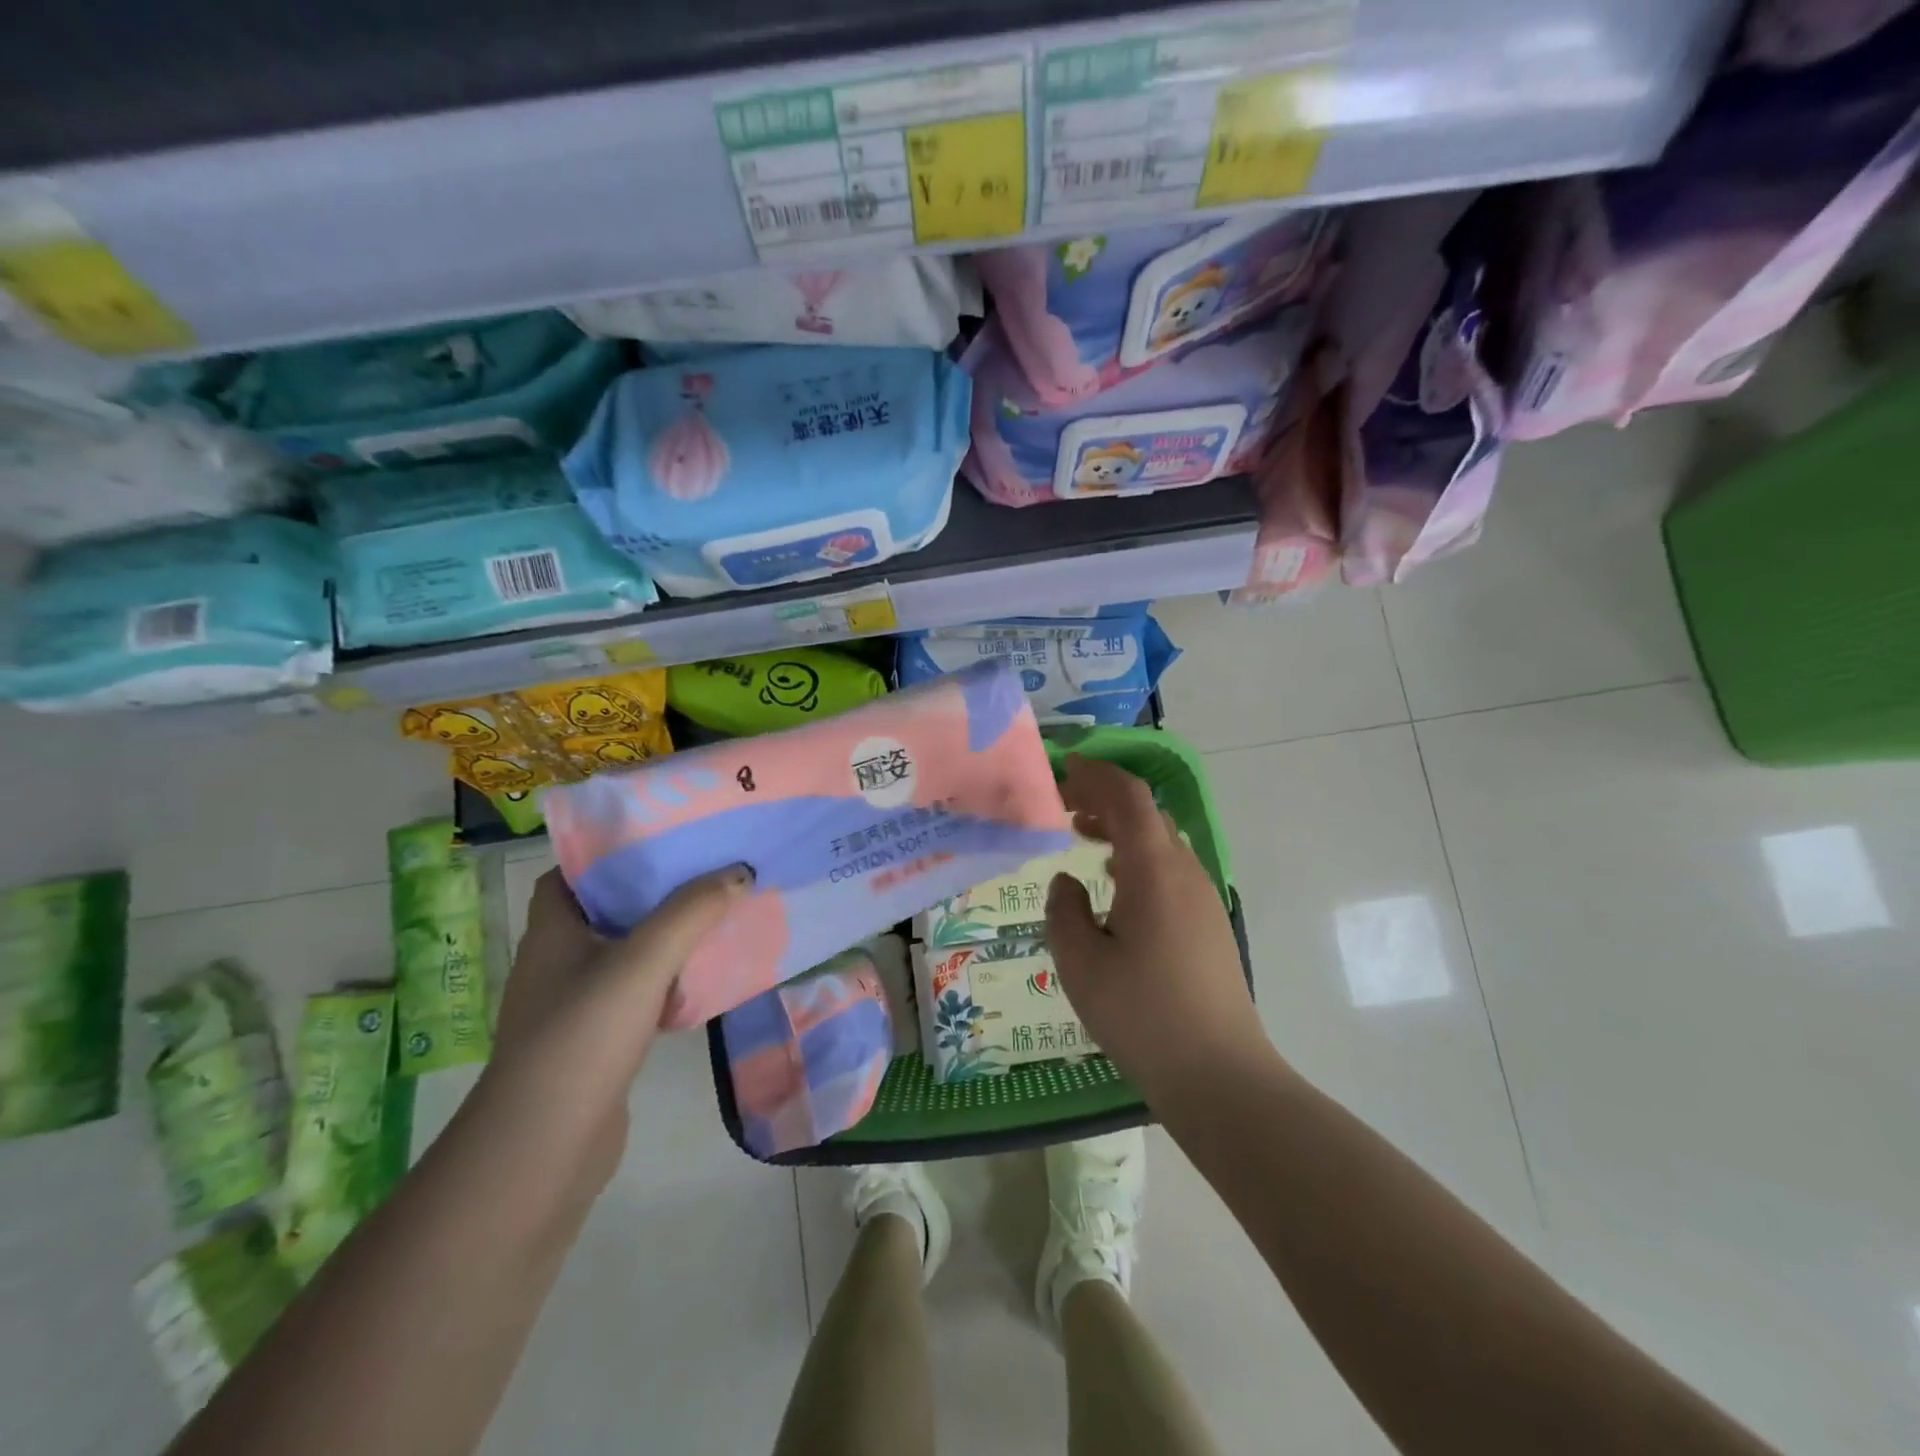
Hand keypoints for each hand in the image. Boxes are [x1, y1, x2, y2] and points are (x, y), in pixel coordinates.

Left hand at [482, 865, 751, 1185]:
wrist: (543, 1149)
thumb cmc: (582, 1036)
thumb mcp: (642, 962)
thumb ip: (690, 913)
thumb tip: (738, 871)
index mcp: (553, 931)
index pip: (570, 874)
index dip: (607, 852)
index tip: (659, 838)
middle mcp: (559, 961)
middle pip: (606, 909)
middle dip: (653, 890)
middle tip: (705, 869)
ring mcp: (576, 1004)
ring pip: (627, 953)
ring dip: (666, 936)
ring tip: (717, 913)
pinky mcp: (597, 1040)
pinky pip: (638, 993)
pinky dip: (668, 980)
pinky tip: (705, 979)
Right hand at [1045, 756, 1271, 1104]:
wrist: (1219, 1073)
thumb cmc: (1142, 1014)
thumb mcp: (1081, 963)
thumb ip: (1064, 911)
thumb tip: (1067, 882)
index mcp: (1154, 869)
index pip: (1129, 797)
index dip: (1097, 774)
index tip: (1064, 770)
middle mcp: (1184, 871)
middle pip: (1147, 813)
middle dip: (1105, 799)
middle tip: (1065, 806)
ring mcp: (1203, 897)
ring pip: (1161, 840)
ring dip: (1122, 828)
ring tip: (1083, 836)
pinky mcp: (1209, 922)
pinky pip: (1170, 868)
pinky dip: (1138, 856)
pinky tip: (1115, 883)